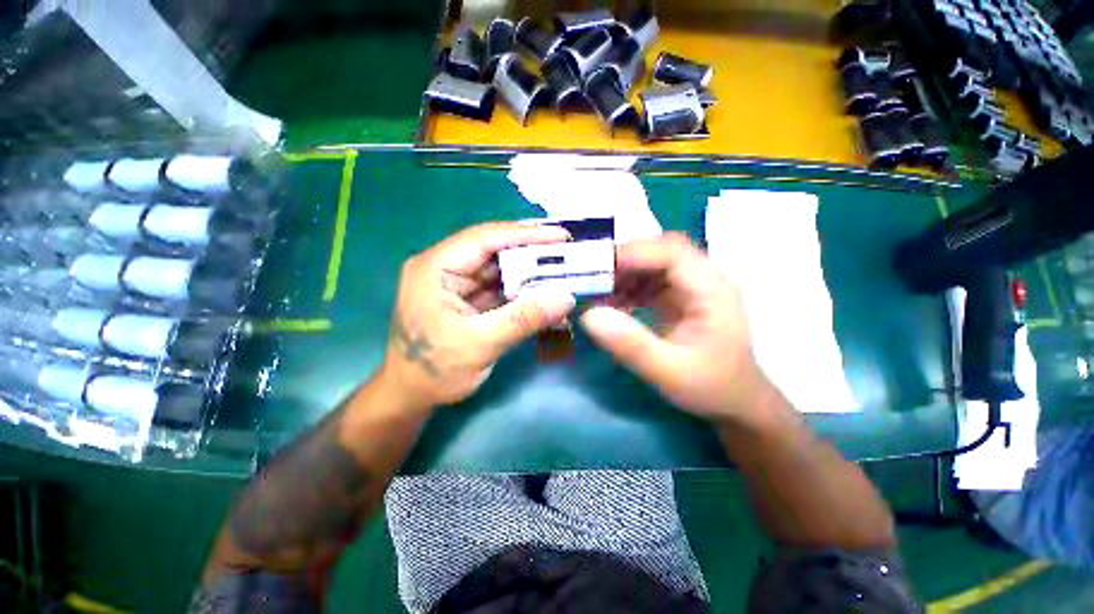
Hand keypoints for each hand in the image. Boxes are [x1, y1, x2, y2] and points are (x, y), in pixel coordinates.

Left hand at [381, 221, 575, 407]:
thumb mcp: (481, 345)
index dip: (525, 234)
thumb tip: (567, 298)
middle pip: (495, 251)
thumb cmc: (434, 371)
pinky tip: (546, 296)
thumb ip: (524, 319)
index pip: (485, 238)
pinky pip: (500, 288)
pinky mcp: (468, 299)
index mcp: (435, 268)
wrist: (411, 396)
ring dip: (531, 274)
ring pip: (501, 270)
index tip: (561, 236)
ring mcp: (457, 283)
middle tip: (568, 253)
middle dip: (532, 253)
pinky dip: (523, 292)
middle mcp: (445, 267)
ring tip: (564, 272)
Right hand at [579, 232, 769, 421]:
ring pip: (654, 264)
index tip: (599, 269)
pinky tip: (615, 304)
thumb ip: (630, 344)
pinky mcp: (681, 297)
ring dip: (625, 275)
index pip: (672, 252)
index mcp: (712, 290)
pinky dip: (630, 288)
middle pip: (661, 252)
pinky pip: (651, 281)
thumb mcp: (668, 372)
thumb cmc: (710, 387)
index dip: (634, 254)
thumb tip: (589, 315)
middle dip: (625, 263)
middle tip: (594, 281)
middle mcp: (704, 280)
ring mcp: (693, 287)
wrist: (735, 402)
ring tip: (600, 295)